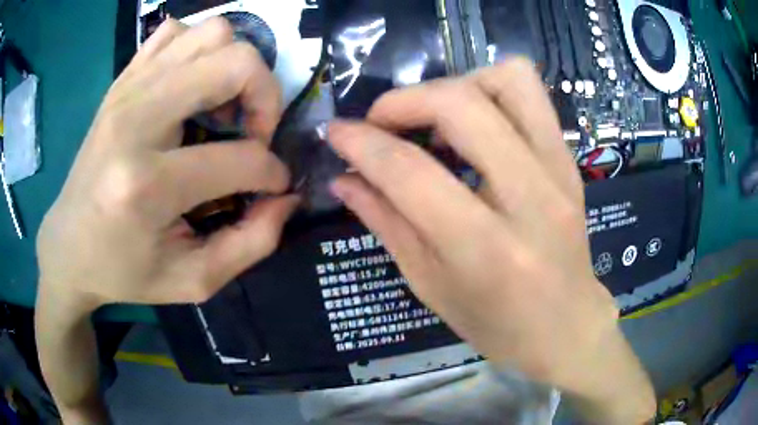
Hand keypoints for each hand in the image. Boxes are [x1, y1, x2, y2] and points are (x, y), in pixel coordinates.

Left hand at [36, 18, 296, 309]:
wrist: (68, 245)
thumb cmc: (124, 271)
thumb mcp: (192, 280)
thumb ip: (251, 244)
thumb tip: (286, 198)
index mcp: (147, 184)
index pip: (240, 158)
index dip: (272, 173)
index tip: (272, 186)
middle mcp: (136, 120)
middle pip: (233, 62)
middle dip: (266, 95)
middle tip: (254, 131)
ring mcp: (127, 90)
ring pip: (210, 33)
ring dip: (234, 65)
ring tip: (224, 106)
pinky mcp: (122, 80)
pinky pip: (175, 33)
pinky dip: (198, 49)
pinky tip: (192, 86)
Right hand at [327, 59, 654, 421]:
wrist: (567, 327)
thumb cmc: (497, 324)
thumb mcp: (430, 284)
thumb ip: (385, 222)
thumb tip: (343, 178)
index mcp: (486, 249)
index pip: (410, 172)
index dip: (361, 143)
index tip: (335, 132)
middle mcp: (530, 198)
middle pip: (461, 105)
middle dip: (404, 101)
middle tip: (382, 123)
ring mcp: (559, 172)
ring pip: (507, 80)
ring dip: (456, 84)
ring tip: (435, 117)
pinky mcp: (570, 161)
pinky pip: (532, 95)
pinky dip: (490, 91)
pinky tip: (473, 125)